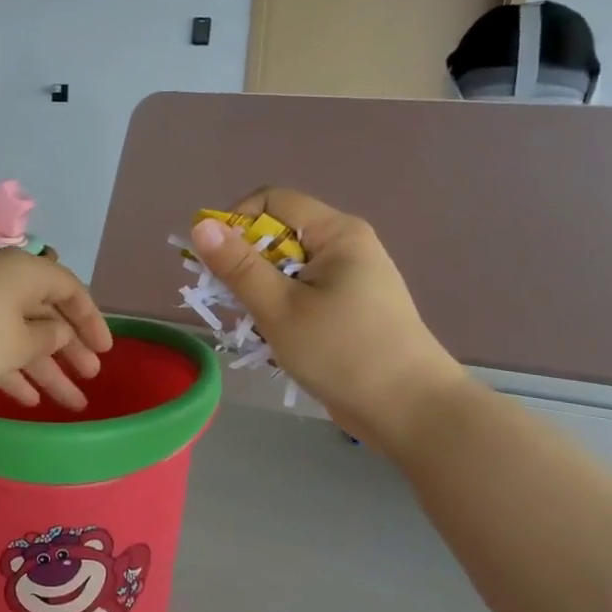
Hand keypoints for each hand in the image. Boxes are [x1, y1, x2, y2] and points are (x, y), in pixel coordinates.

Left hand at [0, 248, 112, 408]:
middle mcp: (2, 279)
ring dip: (45, 368)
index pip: (69, 289)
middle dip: (70, 350)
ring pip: (20, 335)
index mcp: (25, 271)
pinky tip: (27, 400)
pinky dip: (11, 368)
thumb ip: (48, 338)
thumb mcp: (20, 343)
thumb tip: (57, 332)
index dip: (91, 320)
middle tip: (91, 377)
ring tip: (70, 402)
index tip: (106, 351)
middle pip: (45, 314)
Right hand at [189, 189, 467, 451]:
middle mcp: (346, 245)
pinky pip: (303, 293)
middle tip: (232, 303)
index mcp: (336, 233)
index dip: (235, 223)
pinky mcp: (351, 307)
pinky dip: (282, 309)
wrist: (410, 410)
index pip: (271, 202)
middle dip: (246, 264)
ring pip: (287, 269)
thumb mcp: (279, 309)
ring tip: (257, 327)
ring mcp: (351, 278)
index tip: (215, 263)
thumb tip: (201, 225)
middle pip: (278, 235)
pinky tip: (278, 339)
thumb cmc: (343, 352)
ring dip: (262, 292)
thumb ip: (238, 266)